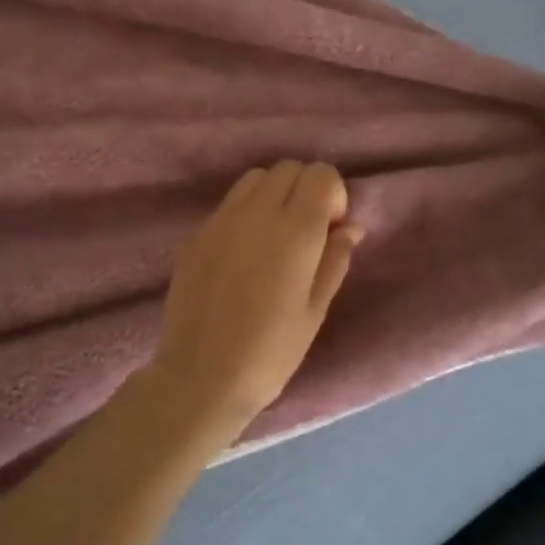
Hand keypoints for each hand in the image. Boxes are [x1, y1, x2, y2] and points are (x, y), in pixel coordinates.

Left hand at [144, 161, 360, 436]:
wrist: (201, 375)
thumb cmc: (270, 352)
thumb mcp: (315, 310)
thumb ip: (334, 260)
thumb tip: (349, 227)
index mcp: (294, 231)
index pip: (320, 174)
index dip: (332, 194)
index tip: (330, 229)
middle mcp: (255, 213)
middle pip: (287, 169)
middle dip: (304, 189)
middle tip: (306, 233)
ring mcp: (219, 220)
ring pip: (255, 179)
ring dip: (273, 194)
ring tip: (274, 237)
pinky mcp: (195, 234)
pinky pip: (227, 204)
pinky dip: (245, 212)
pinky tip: (243, 254)